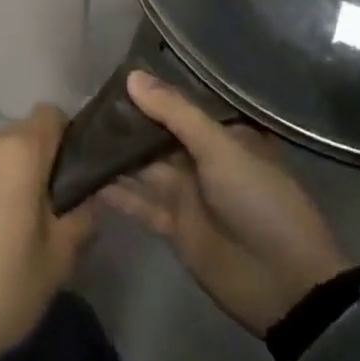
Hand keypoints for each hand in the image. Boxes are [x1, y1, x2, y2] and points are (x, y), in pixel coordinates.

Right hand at [101, 71, 350, 334]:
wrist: (286, 284)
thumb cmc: (260, 201)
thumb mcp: (221, 148)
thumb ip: (175, 112)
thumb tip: (132, 76)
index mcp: (222, 134)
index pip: (179, 104)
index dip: (148, 92)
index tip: (110, 75)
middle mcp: (203, 158)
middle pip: (157, 135)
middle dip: (125, 123)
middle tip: (81, 104)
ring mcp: (187, 193)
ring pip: (143, 167)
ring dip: (115, 155)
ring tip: (73, 135)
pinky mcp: (174, 226)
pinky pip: (140, 203)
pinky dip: (116, 192)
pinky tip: (84, 177)